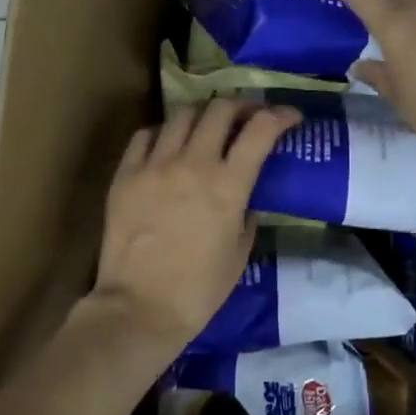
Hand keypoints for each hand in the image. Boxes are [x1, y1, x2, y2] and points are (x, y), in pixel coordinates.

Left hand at [90, 99, 300, 353]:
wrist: (140, 308)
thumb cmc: (199, 290)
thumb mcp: (240, 253)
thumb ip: (247, 215)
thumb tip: (244, 196)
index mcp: (228, 186)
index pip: (260, 130)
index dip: (280, 115)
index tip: (290, 116)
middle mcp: (193, 164)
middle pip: (220, 109)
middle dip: (241, 106)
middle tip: (247, 116)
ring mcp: (155, 165)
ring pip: (182, 114)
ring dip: (202, 114)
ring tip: (207, 127)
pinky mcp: (125, 174)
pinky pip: (145, 135)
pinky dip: (163, 133)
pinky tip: (167, 145)